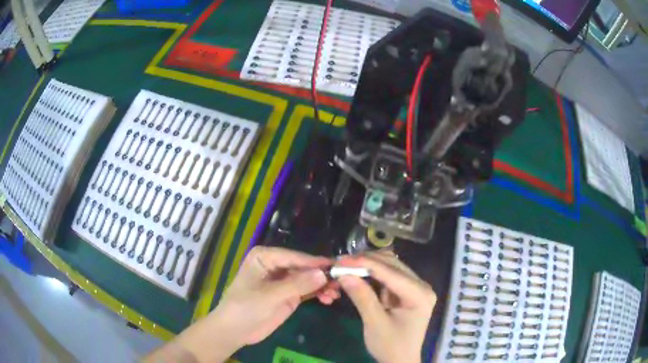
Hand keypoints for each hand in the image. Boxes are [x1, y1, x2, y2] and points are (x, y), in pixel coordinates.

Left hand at [212, 246, 336, 347]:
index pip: (294, 256)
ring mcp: (283, 281)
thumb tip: (323, 273)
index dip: (314, 262)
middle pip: (304, 267)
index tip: (337, 266)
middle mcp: (276, 265)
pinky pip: (307, 290)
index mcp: (265, 257)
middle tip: (341, 281)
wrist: (235, 330)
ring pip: (308, 278)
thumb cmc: (245, 308)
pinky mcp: (288, 295)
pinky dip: (318, 293)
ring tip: (336, 293)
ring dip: (322, 285)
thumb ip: (297, 285)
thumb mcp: (270, 296)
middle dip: (321, 275)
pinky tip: (328, 299)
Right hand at [337, 251, 435, 362]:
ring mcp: (416, 287)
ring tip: (347, 267)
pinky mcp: (407, 291)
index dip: (365, 264)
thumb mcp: (374, 323)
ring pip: (390, 267)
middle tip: (341, 263)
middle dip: (366, 262)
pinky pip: (389, 276)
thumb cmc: (390, 346)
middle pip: (393, 265)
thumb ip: (362, 297)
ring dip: (369, 266)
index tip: (341, 260)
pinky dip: (372, 274)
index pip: (391, 272)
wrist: (400, 361)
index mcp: (420, 294)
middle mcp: (422, 285)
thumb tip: (344, 274)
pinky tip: (358, 274)